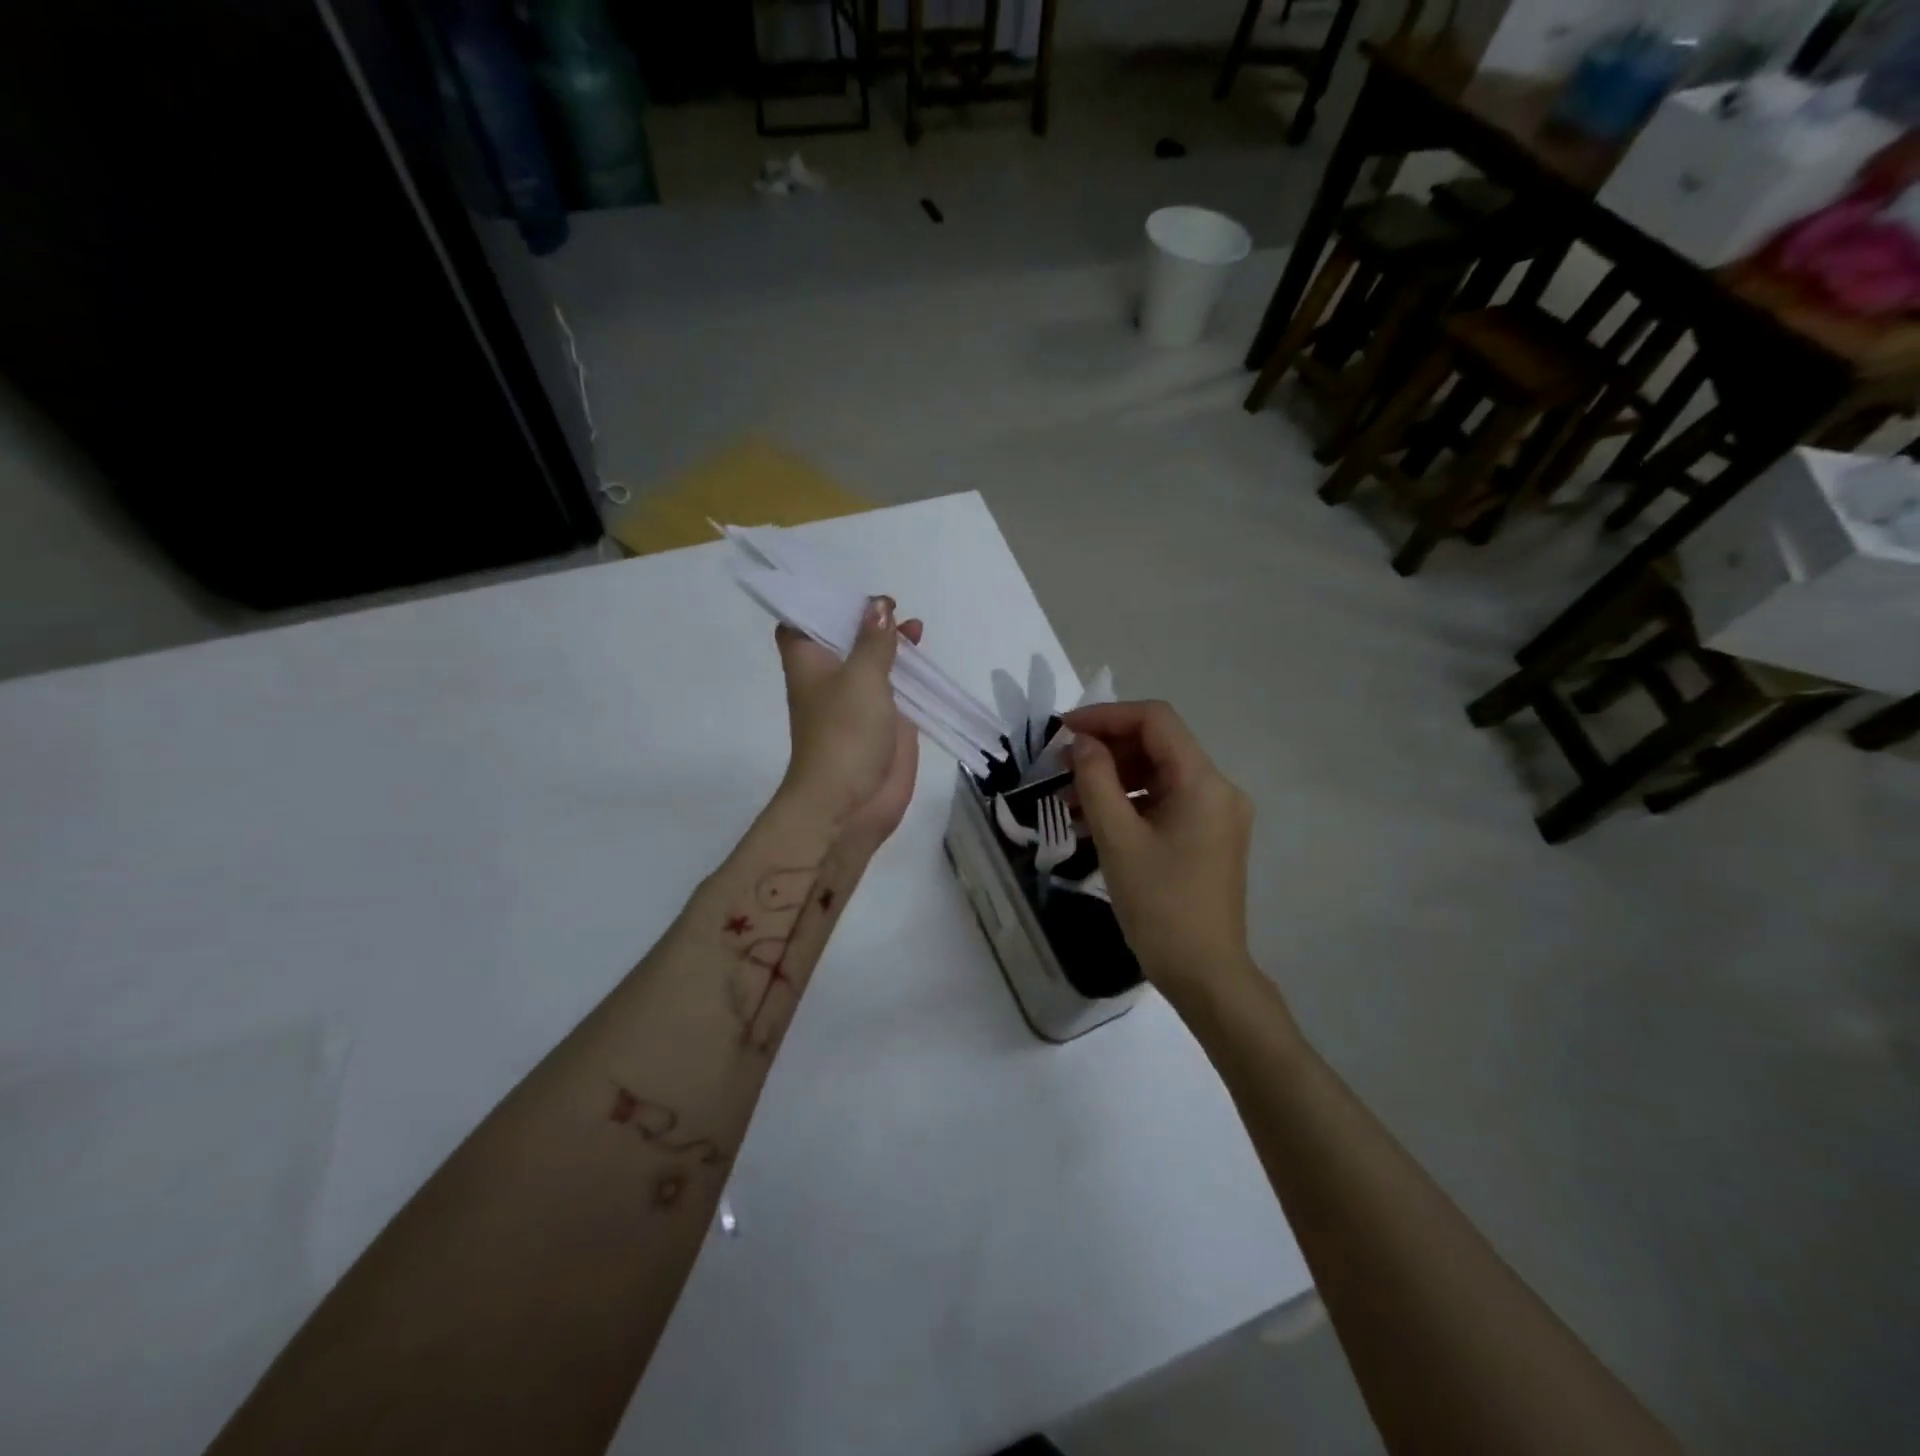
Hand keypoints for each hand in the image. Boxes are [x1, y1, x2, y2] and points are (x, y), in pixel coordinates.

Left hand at [776, 596, 922, 849]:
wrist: (851, 803)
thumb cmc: (845, 733)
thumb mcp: (862, 677)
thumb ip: (874, 641)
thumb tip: (879, 605)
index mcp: (809, 661)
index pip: (801, 621)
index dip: (819, 601)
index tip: (846, 587)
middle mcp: (831, 676)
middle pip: (843, 637)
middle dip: (865, 619)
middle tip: (892, 604)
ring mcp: (859, 700)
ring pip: (874, 661)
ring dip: (892, 643)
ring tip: (916, 626)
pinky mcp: (886, 721)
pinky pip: (898, 688)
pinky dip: (911, 671)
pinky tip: (927, 658)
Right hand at [1067, 700, 1253, 993]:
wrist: (1204, 973)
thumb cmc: (1159, 906)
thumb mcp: (1117, 839)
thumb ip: (1096, 780)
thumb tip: (1082, 743)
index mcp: (1203, 782)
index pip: (1155, 720)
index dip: (1106, 716)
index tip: (1063, 731)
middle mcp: (1218, 788)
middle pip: (1158, 744)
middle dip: (1107, 748)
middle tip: (1061, 767)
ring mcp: (1217, 814)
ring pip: (1159, 774)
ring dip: (1114, 777)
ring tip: (1069, 800)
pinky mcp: (1209, 836)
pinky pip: (1166, 801)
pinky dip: (1131, 802)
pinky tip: (1095, 820)